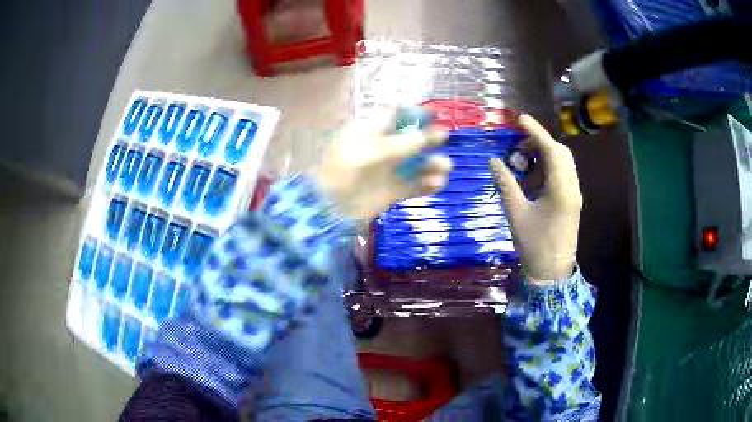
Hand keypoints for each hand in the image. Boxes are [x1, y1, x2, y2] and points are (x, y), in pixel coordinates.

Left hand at [315, 113, 450, 220]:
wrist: (329, 206)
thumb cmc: (348, 169)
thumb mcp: (375, 150)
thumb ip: (404, 143)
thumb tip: (429, 134)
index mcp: (369, 132)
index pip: (394, 116)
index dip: (413, 114)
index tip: (433, 114)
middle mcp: (380, 149)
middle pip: (409, 140)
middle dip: (427, 138)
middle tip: (444, 137)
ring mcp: (386, 172)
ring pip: (415, 165)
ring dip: (432, 164)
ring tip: (446, 166)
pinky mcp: (391, 192)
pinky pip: (413, 186)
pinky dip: (427, 185)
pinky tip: (439, 183)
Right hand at [490, 115, 582, 281]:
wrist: (552, 273)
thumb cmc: (534, 245)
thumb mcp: (516, 213)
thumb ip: (506, 184)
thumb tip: (493, 161)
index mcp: (561, 189)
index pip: (551, 149)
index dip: (536, 131)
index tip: (520, 119)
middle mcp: (572, 187)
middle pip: (560, 153)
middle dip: (539, 142)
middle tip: (517, 145)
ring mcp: (574, 194)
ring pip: (562, 163)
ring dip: (544, 155)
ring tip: (522, 161)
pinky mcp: (572, 201)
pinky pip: (562, 175)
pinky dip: (548, 168)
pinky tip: (532, 177)